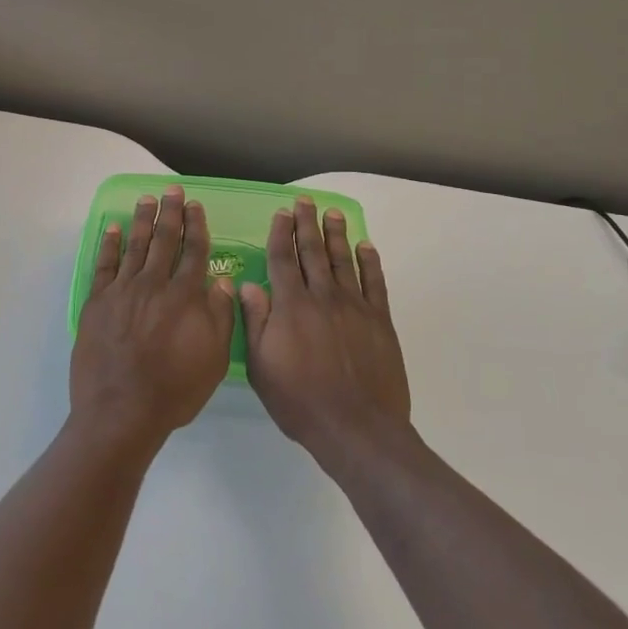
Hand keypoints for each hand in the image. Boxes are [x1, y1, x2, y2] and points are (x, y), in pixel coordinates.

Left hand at [71, 185, 234, 455]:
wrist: (121, 411)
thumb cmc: (174, 390)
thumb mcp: (214, 360)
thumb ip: (219, 316)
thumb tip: (221, 280)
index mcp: (185, 297)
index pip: (194, 252)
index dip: (196, 226)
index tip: (195, 206)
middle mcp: (154, 284)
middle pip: (164, 240)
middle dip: (170, 213)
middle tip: (171, 190)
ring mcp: (123, 291)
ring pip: (134, 246)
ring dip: (141, 220)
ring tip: (146, 199)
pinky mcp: (97, 302)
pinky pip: (104, 265)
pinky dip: (109, 244)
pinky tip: (112, 229)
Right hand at [241, 198, 411, 467]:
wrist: (356, 426)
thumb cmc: (300, 400)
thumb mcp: (261, 366)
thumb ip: (255, 322)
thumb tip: (247, 285)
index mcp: (291, 306)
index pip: (283, 259)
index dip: (281, 233)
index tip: (281, 213)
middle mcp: (322, 296)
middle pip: (313, 252)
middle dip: (308, 224)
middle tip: (306, 202)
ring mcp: (354, 306)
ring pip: (343, 260)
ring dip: (336, 235)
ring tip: (333, 214)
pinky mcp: (379, 320)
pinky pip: (374, 282)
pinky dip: (370, 262)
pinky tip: (366, 246)